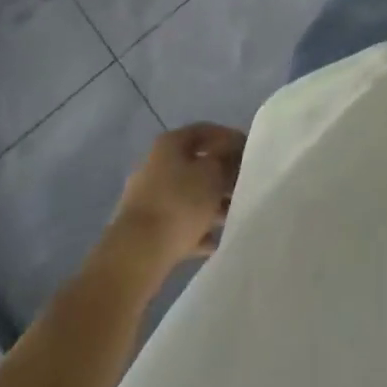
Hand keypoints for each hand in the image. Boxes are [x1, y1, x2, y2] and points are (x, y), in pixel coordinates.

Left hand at [112, 124, 245, 267]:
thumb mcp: (214, 174)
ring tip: (234, 215)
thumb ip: (227, 160)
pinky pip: (178, 222)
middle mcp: (156, 164)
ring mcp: (148, 197)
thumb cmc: (180, 203)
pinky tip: (215, 241)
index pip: (206, 131)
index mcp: (170, 143)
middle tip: (244, 185)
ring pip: (189, 194)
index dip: (230, 137)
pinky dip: (197, 229)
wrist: (136, 255)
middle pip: (196, 164)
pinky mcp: (146, 228)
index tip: (250, 152)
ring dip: (212, 203)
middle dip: (222, 174)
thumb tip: (233, 156)